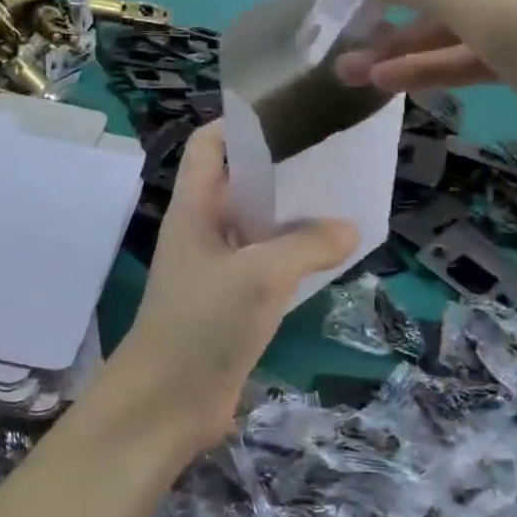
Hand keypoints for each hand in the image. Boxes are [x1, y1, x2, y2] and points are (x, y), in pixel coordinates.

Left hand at [109, 125, 355, 457]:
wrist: (167, 403)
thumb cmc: (203, 323)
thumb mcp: (260, 275)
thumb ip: (307, 244)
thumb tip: (349, 227)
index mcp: (195, 208)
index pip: (211, 145)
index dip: (242, 123)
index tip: (291, 113)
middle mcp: (203, 230)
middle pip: (242, 185)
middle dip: (284, 171)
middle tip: (336, 158)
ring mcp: (216, 269)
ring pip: (258, 229)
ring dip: (293, 218)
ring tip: (346, 201)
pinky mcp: (231, 304)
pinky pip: (266, 267)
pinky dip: (293, 257)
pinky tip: (331, 256)